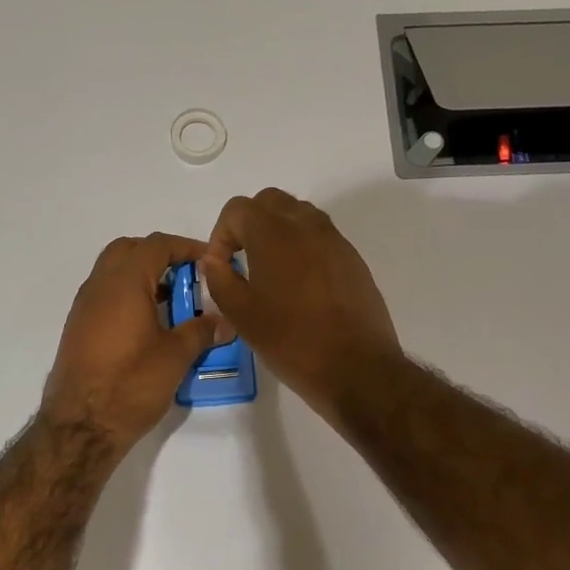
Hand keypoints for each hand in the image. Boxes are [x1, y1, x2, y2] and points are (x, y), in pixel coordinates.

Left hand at [41, 232, 232, 452]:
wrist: (80, 426)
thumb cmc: (131, 384)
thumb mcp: (175, 356)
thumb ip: (201, 332)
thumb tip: (224, 322)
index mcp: (123, 282)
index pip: (156, 245)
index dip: (186, 247)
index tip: (210, 262)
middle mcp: (98, 286)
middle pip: (129, 250)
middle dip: (159, 256)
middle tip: (186, 278)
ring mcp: (84, 307)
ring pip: (113, 273)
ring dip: (142, 277)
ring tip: (172, 304)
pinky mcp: (78, 329)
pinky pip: (105, 296)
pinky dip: (127, 296)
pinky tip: (148, 326)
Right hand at [200, 188, 400, 420]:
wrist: (356, 367)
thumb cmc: (291, 340)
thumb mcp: (240, 314)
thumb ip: (219, 278)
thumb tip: (214, 261)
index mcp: (274, 233)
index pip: (237, 209)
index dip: (220, 235)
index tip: (221, 267)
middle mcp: (306, 225)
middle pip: (269, 202)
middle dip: (249, 224)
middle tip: (241, 259)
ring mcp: (334, 240)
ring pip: (298, 215)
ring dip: (277, 231)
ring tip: (270, 271)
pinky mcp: (352, 258)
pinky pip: (319, 237)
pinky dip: (302, 247)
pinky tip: (299, 286)